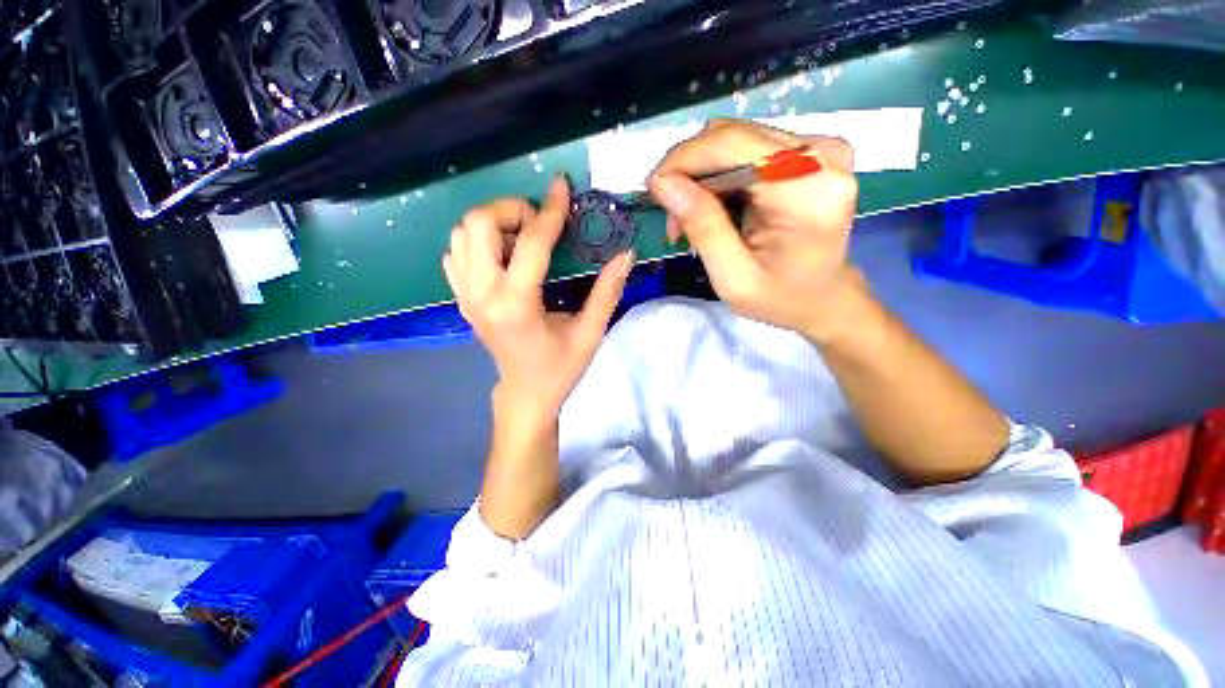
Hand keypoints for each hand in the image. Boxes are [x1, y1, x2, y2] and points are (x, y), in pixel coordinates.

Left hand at [444, 176, 633, 422]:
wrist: (525, 394)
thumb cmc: (560, 369)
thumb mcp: (590, 333)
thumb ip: (608, 291)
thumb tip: (626, 254)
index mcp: (516, 304)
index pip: (531, 242)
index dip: (550, 210)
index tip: (562, 187)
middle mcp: (482, 295)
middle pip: (478, 223)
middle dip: (512, 210)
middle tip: (540, 224)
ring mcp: (465, 297)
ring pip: (461, 234)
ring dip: (495, 224)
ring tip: (524, 239)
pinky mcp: (462, 299)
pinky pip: (456, 254)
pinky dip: (478, 242)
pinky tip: (505, 257)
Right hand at [647, 119, 861, 340]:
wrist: (824, 298)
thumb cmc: (780, 298)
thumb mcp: (732, 278)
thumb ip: (702, 227)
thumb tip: (663, 182)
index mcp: (808, 191)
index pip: (732, 145)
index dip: (683, 160)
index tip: (653, 190)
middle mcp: (821, 155)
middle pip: (732, 137)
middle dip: (689, 171)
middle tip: (673, 216)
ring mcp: (819, 148)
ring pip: (735, 140)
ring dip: (702, 175)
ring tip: (691, 217)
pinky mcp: (810, 152)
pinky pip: (747, 148)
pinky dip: (720, 175)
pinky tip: (714, 206)